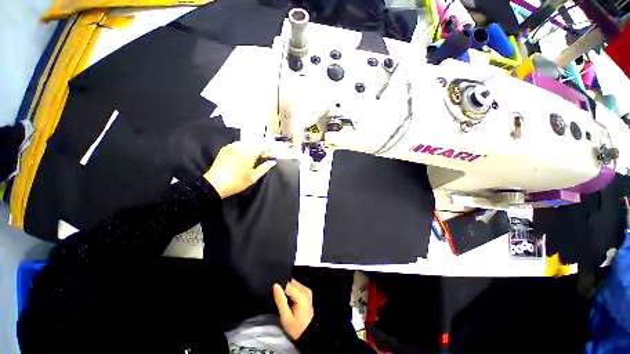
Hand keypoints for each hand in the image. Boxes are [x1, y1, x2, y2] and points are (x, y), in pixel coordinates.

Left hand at [203, 141, 275, 198]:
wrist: (214, 184)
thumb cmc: (237, 182)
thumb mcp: (253, 177)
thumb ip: (264, 168)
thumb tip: (273, 162)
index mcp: (249, 152)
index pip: (263, 147)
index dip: (269, 151)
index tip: (271, 157)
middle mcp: (241, 146)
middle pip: (255, 144)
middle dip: (261, 150)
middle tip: (264, 158)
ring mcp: (232, 146)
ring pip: (247, 144)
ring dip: (252, 149)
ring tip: (254, 158)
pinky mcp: (225, 148)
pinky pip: (238, 145)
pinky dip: (243, 149)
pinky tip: (244, 156)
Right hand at [273, 279, 313, 339]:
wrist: (308, 333)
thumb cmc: (296, 327)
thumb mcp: (286, 317)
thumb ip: (280, 300)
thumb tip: (275, 285)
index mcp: (301, 295)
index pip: (287, 285)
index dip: (281, 291)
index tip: (279, 300)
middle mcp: (305, 289)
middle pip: (291, 283)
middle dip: (284, 290)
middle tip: (283, 303)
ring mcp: (307, 290)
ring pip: (293, 284)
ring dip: (288, 291)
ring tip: (286, 303)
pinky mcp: (307, 292)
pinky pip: (296, 287)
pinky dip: (292, 292)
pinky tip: (291, 301)